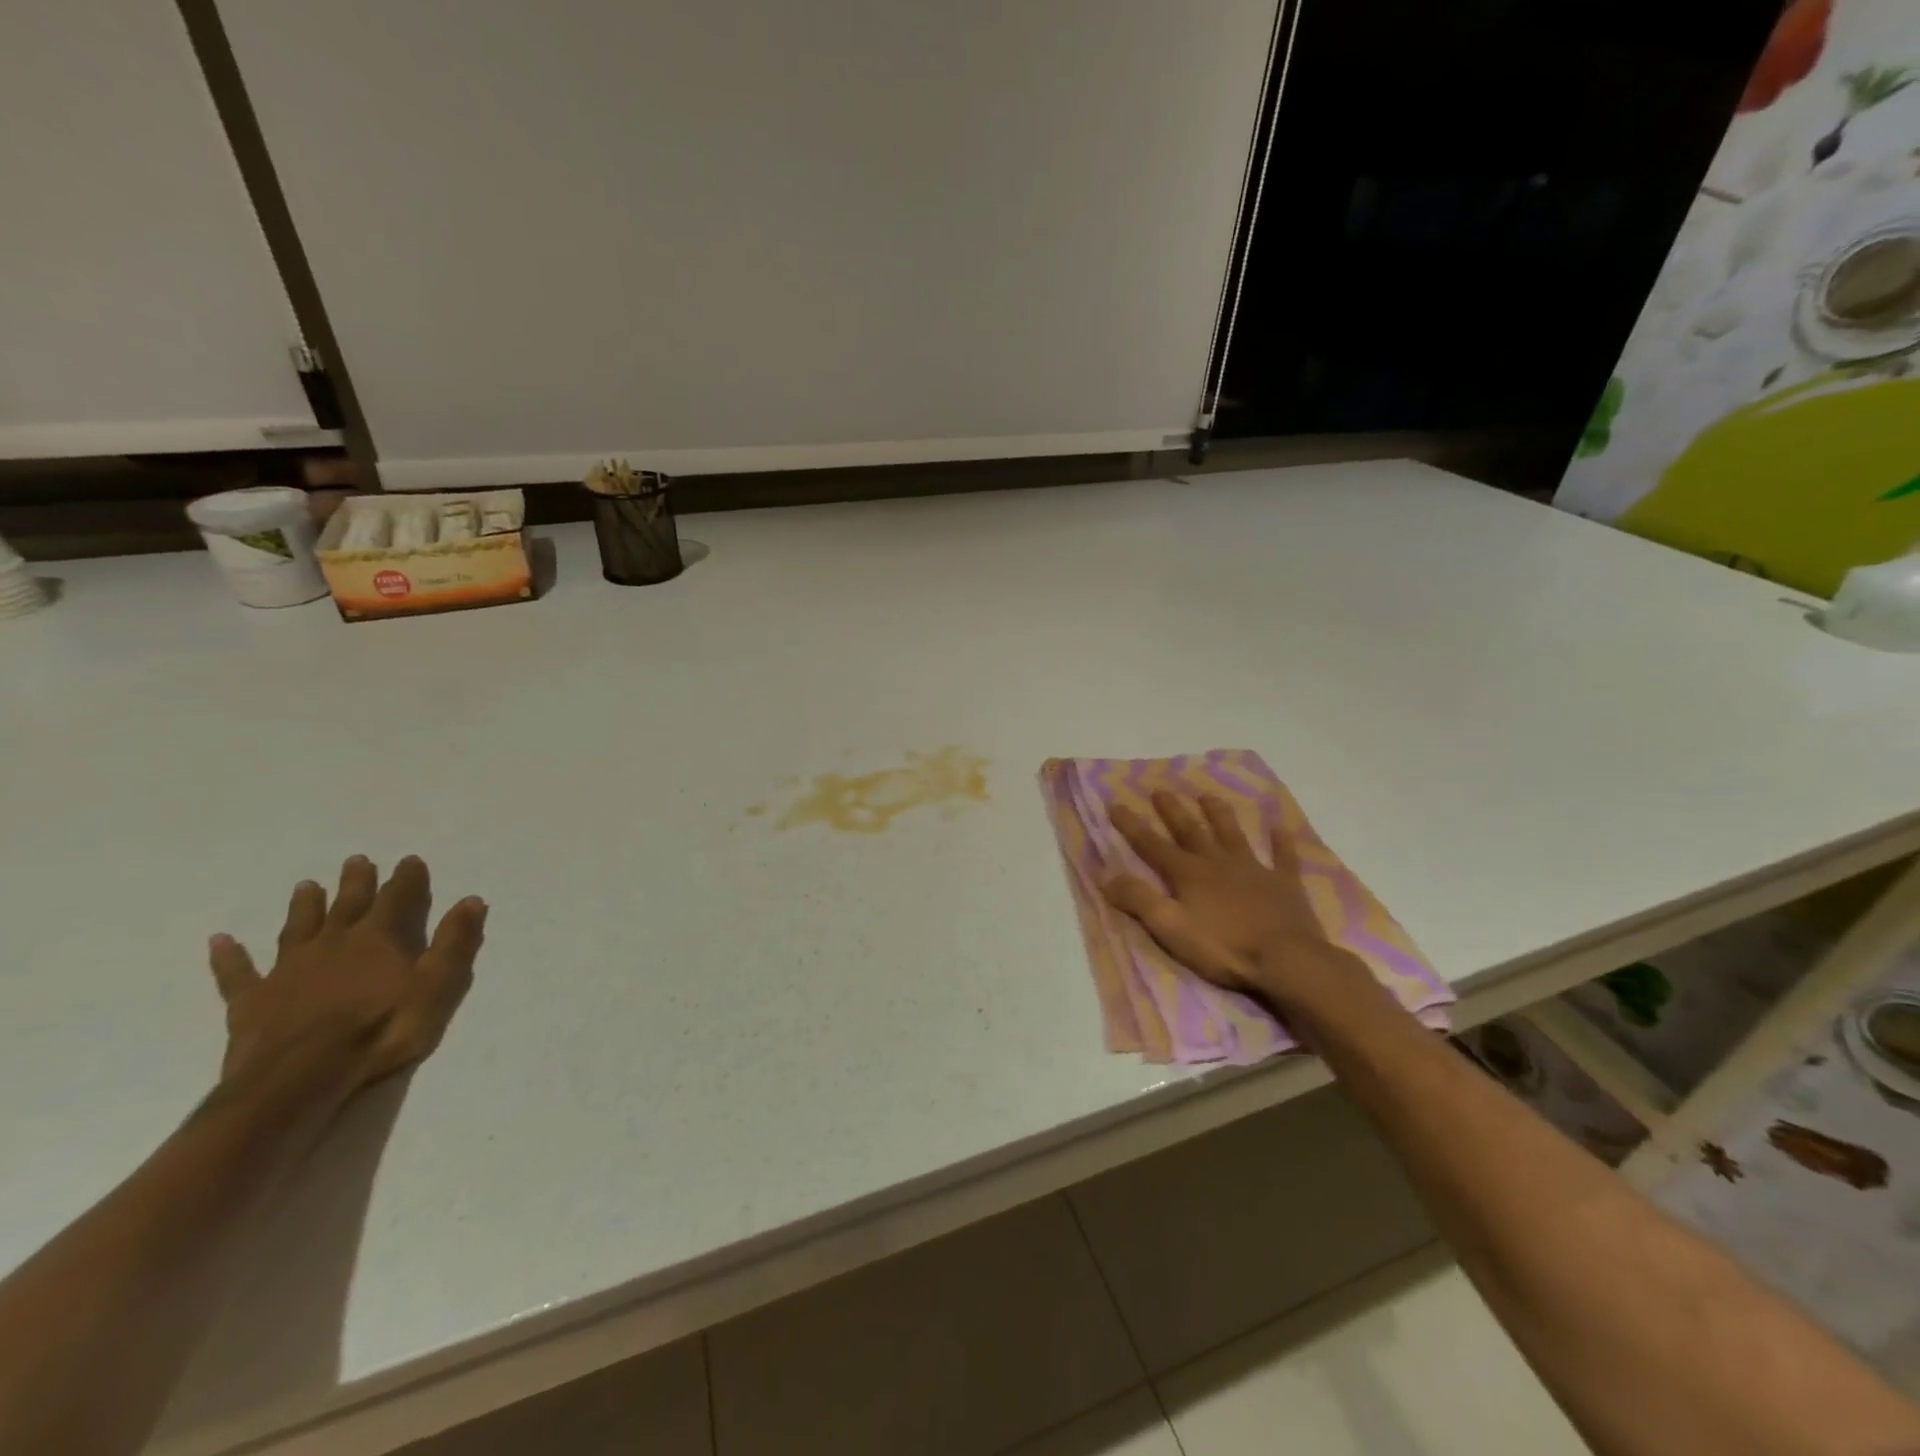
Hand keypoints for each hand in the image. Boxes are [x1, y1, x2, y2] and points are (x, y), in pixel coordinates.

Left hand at [207, 855, 486, 1101]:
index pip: (398, 898)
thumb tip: (471, 900)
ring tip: (306, 886)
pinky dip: (230, 956)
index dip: (407, 879)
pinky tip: (220, 941)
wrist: (302, 1078)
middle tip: (357, 860)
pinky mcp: (253, 1001)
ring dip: (305, 906)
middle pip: (347, 905)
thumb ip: (455, 942)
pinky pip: (238, 973)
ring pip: (298, 928)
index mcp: (379, 938)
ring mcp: (289, 970)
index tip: (410, 860)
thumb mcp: (437, 985)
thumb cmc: (382, 1029)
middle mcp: (334, 943)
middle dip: (356, 882)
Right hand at [1100, 791, 1376, 1013]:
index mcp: (1188, 874)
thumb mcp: (1170, 927)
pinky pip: (1283, 858)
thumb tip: (1103, 873)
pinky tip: (1280, 827)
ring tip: (1208, 796)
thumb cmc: (1223, 947)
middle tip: (1160, 790)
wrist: (1286, 960)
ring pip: (1233, 835)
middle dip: (1173, 811)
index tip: (1115, 803)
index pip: (1152, 845)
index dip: (1132, 826)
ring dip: (1219, 815)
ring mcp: (1254, 871)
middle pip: (1191, 831)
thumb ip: (1138, 899)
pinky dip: (1281, 842)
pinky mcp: (1284, 885)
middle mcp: (1218, 863)